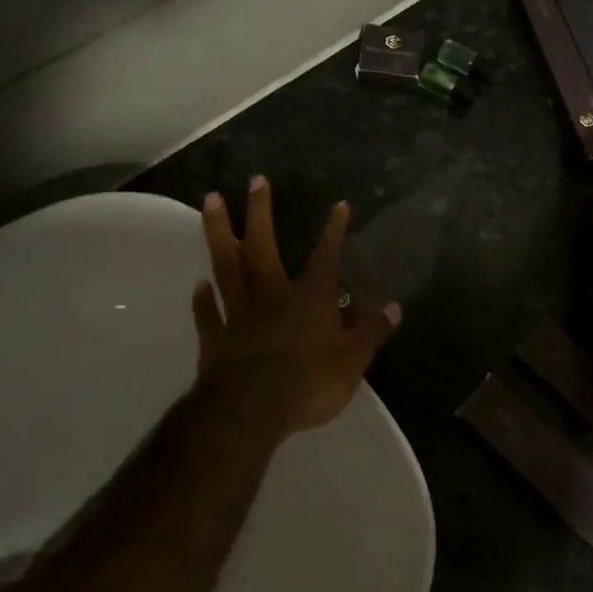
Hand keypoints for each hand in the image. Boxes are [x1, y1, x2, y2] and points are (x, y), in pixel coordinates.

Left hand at [194, 176, 400, 437]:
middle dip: (260, 212)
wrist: (250, 411)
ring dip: (219, 233)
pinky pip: (208, 314)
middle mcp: (272, 297)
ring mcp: (239, 315)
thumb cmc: (308, 383)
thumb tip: (393, 307)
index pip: (325, 257)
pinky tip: (198, 284)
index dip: (334, 232)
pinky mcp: (215, 339)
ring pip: (227, 267)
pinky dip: (202, 300)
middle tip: (255, 180)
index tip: (339, 205)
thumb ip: (370, 332)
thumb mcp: (352, 362)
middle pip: (262, 247)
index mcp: (309, 300)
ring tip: (211, 201)